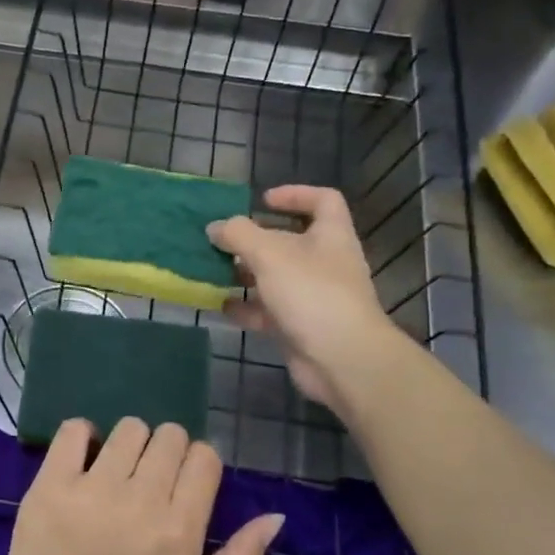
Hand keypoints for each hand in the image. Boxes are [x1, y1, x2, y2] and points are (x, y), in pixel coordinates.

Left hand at [0, 418, 283, 554]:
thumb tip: (275, 517)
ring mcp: (93, 487)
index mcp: (179, 529)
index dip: (198, 465)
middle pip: (170, 436)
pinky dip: (82, 436)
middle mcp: (141, 499)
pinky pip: (74, 429)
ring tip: (117, 473)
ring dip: (129, 444)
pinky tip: (83, 461)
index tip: (184, 484)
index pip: (203, 457)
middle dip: (167, 452)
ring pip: (129, 428)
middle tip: (149, 481)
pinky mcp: (52, 482)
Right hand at [207, 185, 396, 408]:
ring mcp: (313, 297)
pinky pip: (267, 311)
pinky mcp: (299, 327)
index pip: (322, 200)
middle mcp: (324, 263)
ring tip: (213, 270)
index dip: (295, 194)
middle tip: (223, 240)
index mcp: (330, 236)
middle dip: (255, 239)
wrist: (342, 360)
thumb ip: (238, 235)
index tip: (262, 201)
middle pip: (290, 241)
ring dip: (245, 273)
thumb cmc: (311, 294)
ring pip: (275, 277)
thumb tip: (215, 228)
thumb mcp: (270, 254)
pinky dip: (245, 307)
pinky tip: (220, 305)